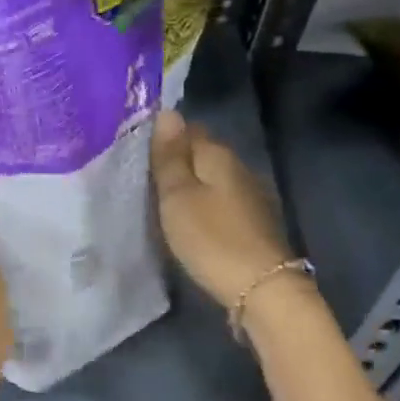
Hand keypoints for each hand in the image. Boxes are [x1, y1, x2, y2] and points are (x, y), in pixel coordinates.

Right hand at [151, 109, 297, 309]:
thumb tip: (167, 112)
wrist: (261, 287)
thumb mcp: (178, 197)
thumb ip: (170, 156)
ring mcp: (250, 195)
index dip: (163, 138)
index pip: (188, 129)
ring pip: (211, 180)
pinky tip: (189, 222)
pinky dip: (204, 206)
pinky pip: (220, 202)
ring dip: (190, 187)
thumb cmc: (211, 238)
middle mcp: (238, 167)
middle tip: (144, 181)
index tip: (138, 156)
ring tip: (162, 202)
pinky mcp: (253, 222)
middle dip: (176, 163)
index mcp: (218, 154)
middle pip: (201, 154)